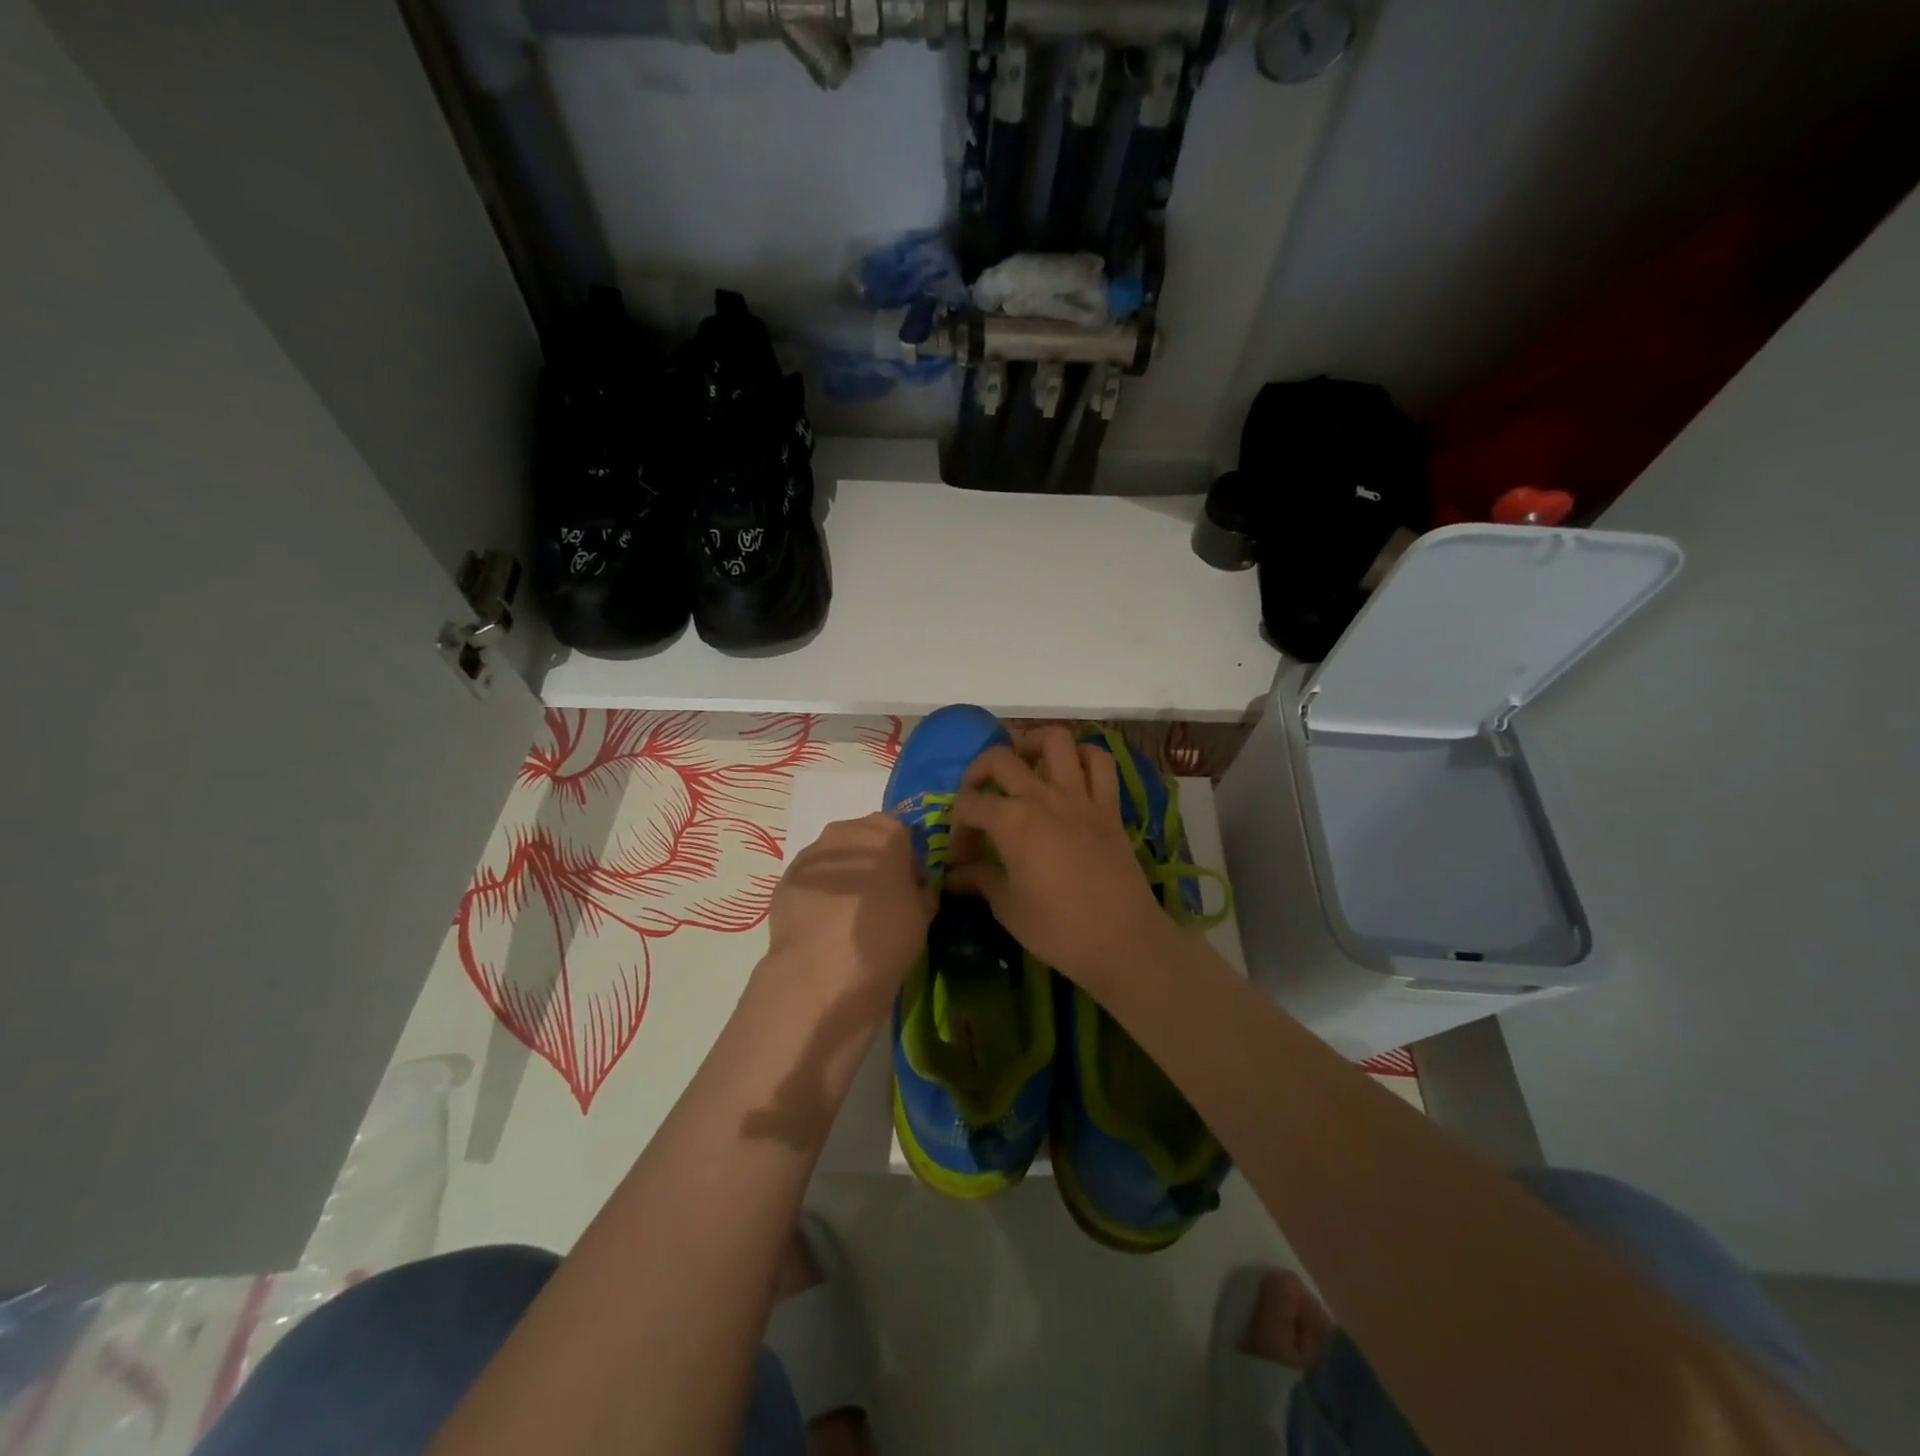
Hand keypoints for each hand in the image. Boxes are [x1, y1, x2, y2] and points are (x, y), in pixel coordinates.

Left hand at [764, 814, 934, 1017]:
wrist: (821, 973)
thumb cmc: (884, 936)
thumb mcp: (923, 915)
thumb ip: (920, 891)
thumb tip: (912, 890)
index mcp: (885, 833)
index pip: (902, 835)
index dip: (907, 862)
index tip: (908, 889)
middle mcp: (845, 832)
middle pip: (865, 839)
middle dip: (873, 863)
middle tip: (879, 901)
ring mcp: (811, 854)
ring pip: (835, 858)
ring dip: (844, 876)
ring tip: (847, 916)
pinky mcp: (785, 878)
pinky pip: (812, 879)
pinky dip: (819, 893)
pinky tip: (823, 925)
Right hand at [946, 727, 1171, 990]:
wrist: (1122, 941)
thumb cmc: (1057, 928)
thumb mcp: (1007, 907)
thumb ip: (980, 880)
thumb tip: (954, 876)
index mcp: (1012, 821)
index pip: (970, 804)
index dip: (957, 826)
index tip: (960, 856)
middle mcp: (1043, 796)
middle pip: (1001, 759)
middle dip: (978, 772)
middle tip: (977, 797)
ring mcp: (1080, 797)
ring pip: (1056, 741)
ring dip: (1033, 743)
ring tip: (1023, 763)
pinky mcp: (1109, 806)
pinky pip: (1100, 763)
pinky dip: (1084, 757)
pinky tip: (1070, 772)